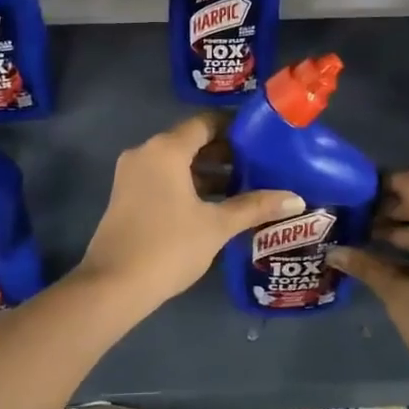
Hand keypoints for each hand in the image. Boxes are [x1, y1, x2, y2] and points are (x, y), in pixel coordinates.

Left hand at [76, 114, 303, 306]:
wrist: (113, 286)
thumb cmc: (169, 246)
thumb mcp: (216, 226)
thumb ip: (255, 206)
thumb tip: (296, 199)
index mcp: (166, 149)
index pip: (205, 122)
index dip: (235, 127)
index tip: (262, 138)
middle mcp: (146, 152)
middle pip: (190, 140)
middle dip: (224, 152)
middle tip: (260, 164)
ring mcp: (132, 174)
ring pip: (177, 161)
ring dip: (207, 171)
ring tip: (244, 186)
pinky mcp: (126, 195)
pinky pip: (164, 177)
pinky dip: (188, 184)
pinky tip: (215, 205)